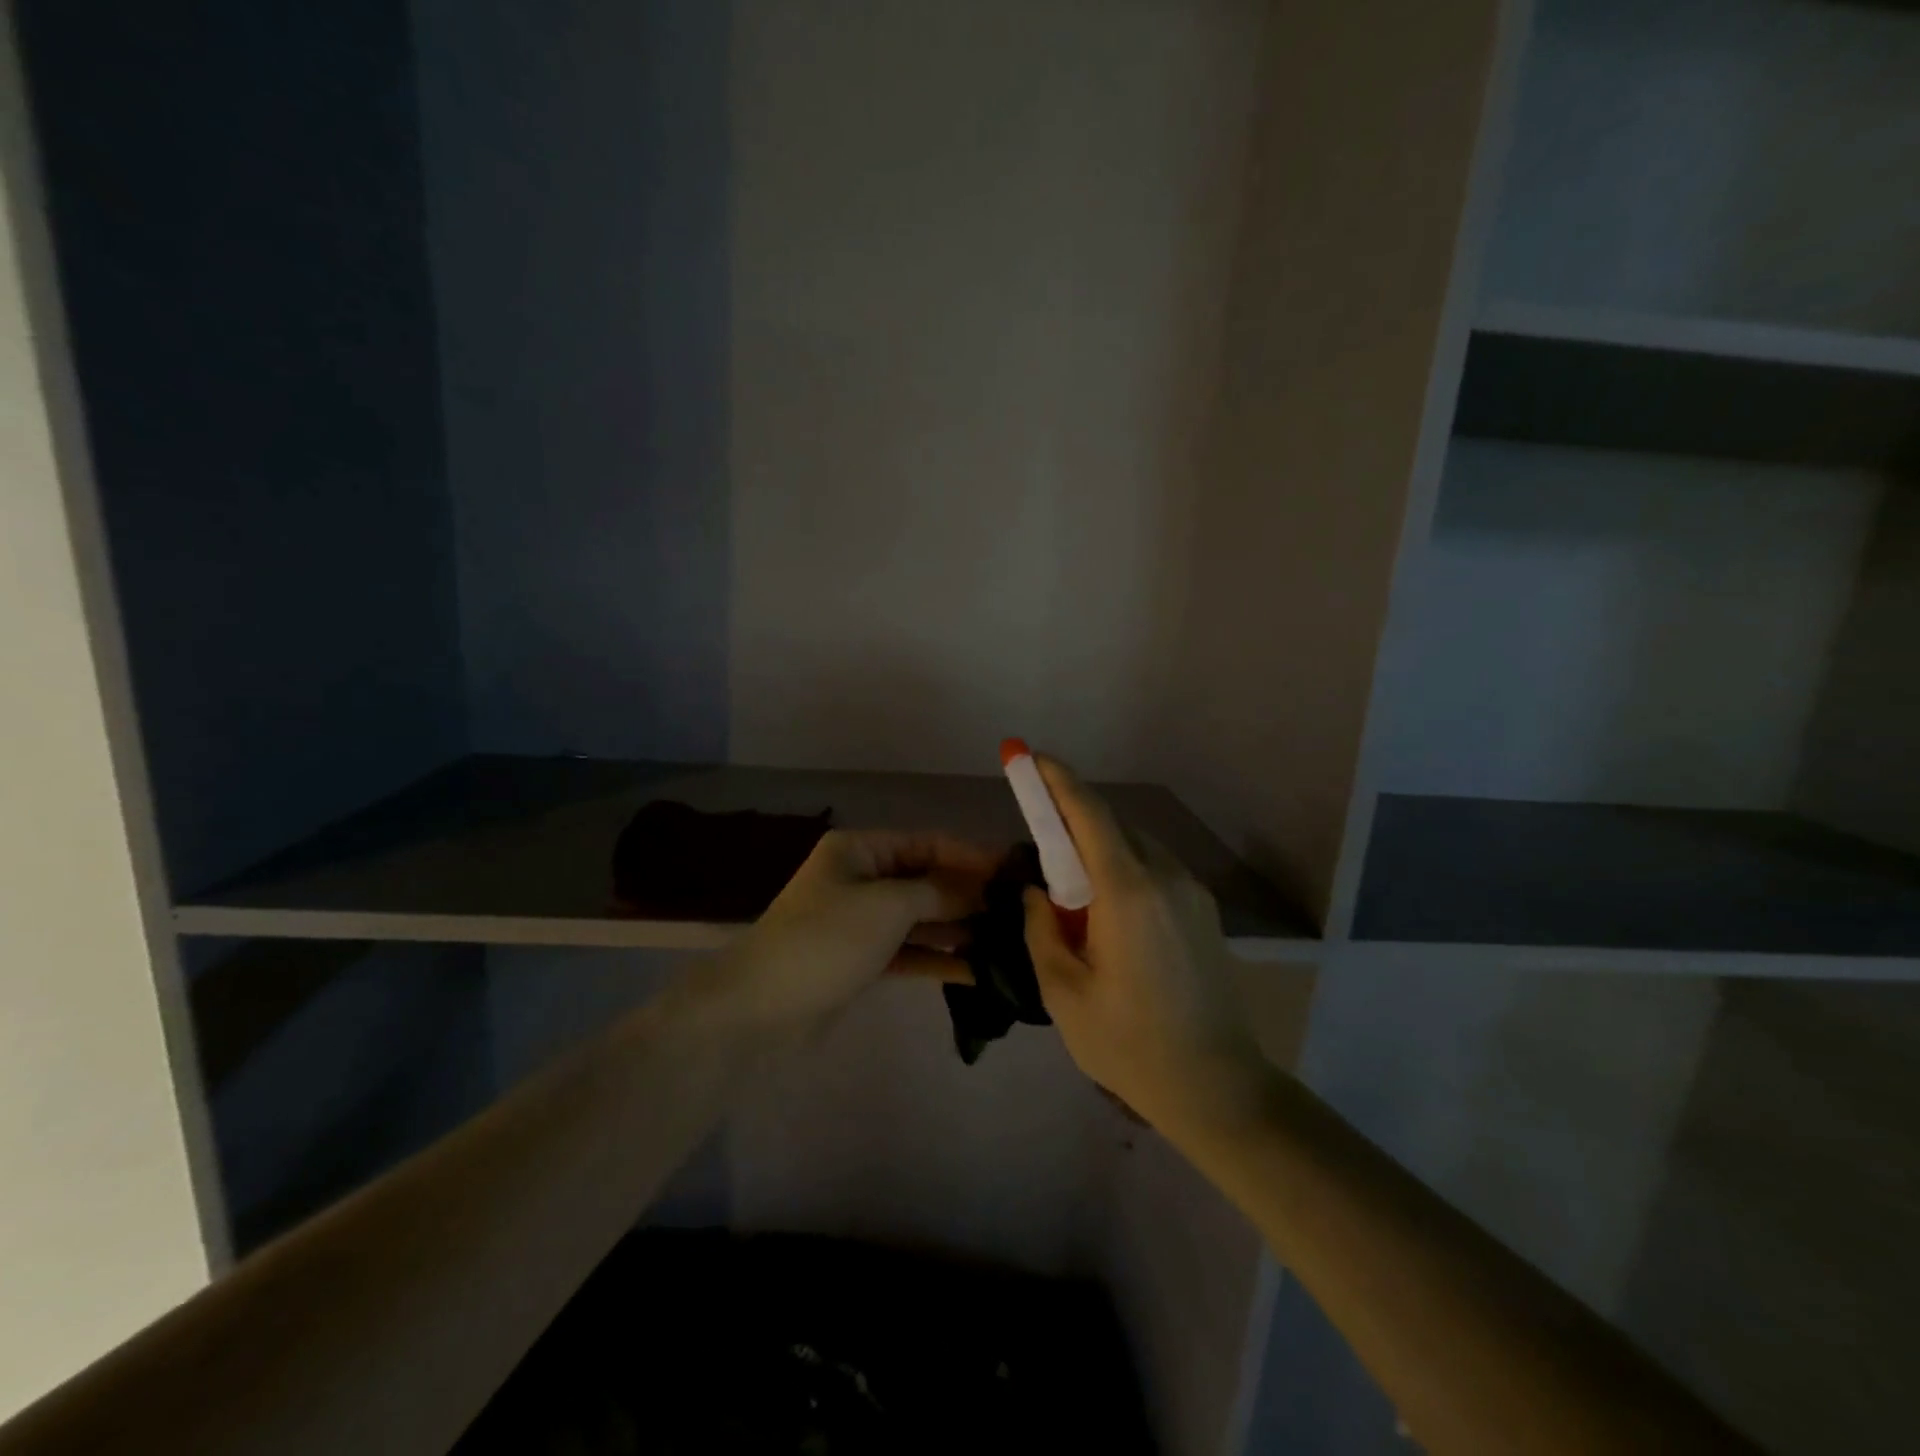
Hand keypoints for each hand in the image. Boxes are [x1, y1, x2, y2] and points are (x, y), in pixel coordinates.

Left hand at [715, 829, 995, 1033]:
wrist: (758, 1011)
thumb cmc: (825, 941)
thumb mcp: (887, 906)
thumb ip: (939, 893)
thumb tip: (982, 888)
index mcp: (860, 850)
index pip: (927, 843)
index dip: (971, 855)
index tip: (1015, 871)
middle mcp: (861, 879)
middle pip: (926, 880)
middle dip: (969, 894)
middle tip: (1020, 910)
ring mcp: (861, 922)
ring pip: (921, 918)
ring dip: (959, 928)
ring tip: (1008, 940)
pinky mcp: (862, 961)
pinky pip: (910, 951)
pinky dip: (939, 958)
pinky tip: (978, 970)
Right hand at [1022, 757, 1272, 1134]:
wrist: (1217, 1087)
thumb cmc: (1130, 1044)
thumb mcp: (1064, 993)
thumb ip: (1042, 930)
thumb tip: (1037, 893)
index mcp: (1127, 893)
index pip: (1089, 815)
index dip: (1059, 781)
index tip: (1032, 758)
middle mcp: (1165, 877)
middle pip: (1113, 827)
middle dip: (1074, 822)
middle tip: (1043, 849)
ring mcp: (1192, 892)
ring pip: (1137, 847)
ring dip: (1101, 851)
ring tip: (1077, 898)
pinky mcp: (1205, 911)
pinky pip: (1156, 870)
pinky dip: (1125, 871)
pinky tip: (1111, 916)